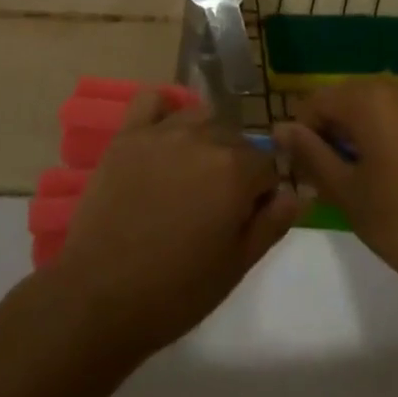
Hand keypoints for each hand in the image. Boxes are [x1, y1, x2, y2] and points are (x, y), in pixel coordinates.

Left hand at [58, 93, 298, 354]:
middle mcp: (203, 139)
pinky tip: (165, 134)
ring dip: (206, 138)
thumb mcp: (236, 266)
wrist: (100, 296)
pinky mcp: (127, 135)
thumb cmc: (175, 291)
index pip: (267, 164)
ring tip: (193, 173)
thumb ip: (272, 223)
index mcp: (235, 171)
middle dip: (237, 164)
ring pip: (200, 117)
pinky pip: (151, 100)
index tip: (249, 215)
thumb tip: (297, 192)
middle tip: (218, 204)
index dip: (263, 191)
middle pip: (235, 138)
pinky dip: (164, 108)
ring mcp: (161, 132)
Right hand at [275, 80, 397, 291]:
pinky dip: (395, 137)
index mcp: (370, 100)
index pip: (318, 101)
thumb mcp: (344, 191)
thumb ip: (309, 153)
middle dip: (335, 130)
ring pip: (381, 108)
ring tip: (365, 177)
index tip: (307, 171)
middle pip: (350, 99)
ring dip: (364, 132)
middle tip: (333, 175)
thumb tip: (281, 129)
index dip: (304, 133)